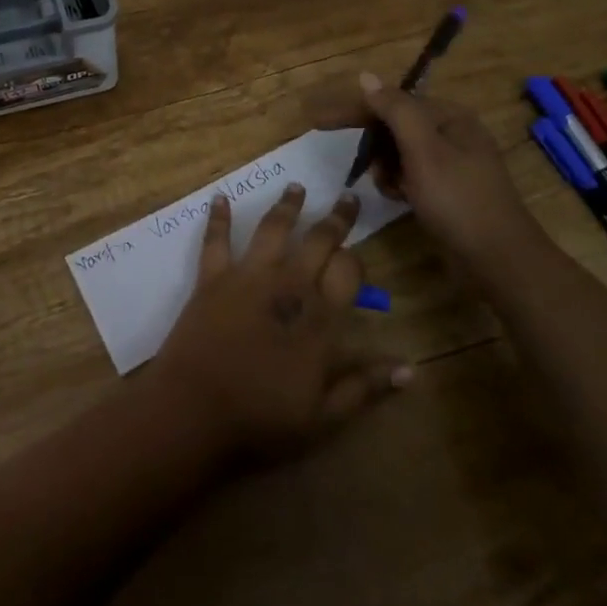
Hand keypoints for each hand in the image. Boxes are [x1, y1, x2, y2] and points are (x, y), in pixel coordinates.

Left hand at [149, 183, 411, 463]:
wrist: (195, 410)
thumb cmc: (262, 419)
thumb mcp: (324, 417)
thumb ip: (364, 387)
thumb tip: (410, 370)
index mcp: (319, 317)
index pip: (348, 272)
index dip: (357, 261)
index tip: (358, 257)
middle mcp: (288, 284)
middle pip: (318, 240)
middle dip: (336, 218)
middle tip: (347, 197)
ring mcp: (247, 276)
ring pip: (273, 228)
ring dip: (287, 206)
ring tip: (297, 186)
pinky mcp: (212, 277)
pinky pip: (216, 240)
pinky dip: (218, 217)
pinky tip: (219, 197)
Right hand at [306, 73, 537, 261]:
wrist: (499, 260)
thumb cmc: (458, 200)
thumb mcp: (423, 150)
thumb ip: (395, 110)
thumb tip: (366, 77)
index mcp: (449, 116)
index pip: (391, 102)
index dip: (354, 110)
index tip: (316, 123)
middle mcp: (452, 132)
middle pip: (395, 125)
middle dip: (374, 144)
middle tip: (359, 166)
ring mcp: (451, 162)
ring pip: (400, 151)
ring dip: (385, 166)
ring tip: (386, 187)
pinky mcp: (448, 189)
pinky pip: (411, 173)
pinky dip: (398, 182)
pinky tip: (397, 197)